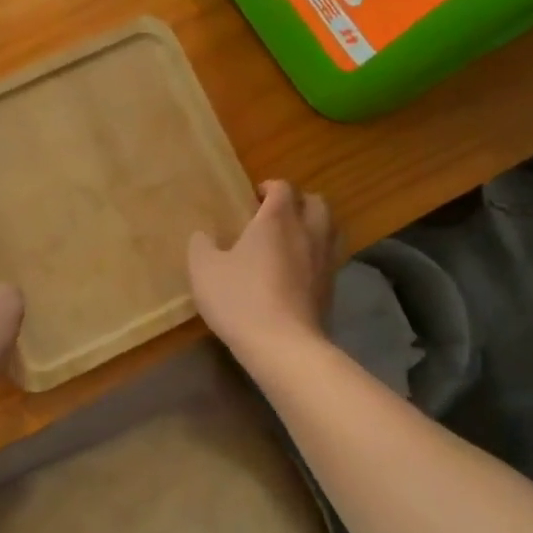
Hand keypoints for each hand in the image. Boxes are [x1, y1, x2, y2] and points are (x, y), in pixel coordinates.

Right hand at [188, 180, 337, 359]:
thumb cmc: (240, 299)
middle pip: (316, 202)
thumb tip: (203, 234)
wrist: (283, 345)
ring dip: (313, 226)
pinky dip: (316, 255)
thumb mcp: (204, 270)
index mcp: (277, 220)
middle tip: (276, 215)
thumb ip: (201, 245)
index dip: (269, 187)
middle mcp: (307, 232)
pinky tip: (298, 271)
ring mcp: (324, 260)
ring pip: (330, 228)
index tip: (253, 199)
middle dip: (298, 202)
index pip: (282, 187)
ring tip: (291, 240)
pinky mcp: (331, 287)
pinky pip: (329, 258)